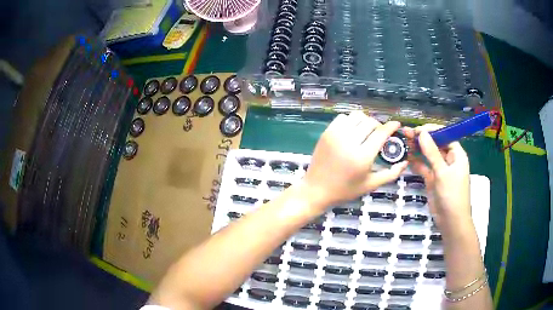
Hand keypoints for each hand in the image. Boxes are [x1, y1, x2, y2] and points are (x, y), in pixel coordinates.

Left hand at [302, 112, 407, 211]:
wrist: (317, 189)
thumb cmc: (345, 190)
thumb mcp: (371, 184)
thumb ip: (391, 173)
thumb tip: (405, 163)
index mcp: (362, 157)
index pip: (381, 133)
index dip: (391, 126)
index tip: (396, 124)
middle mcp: (349, 142)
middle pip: (370, 122)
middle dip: (378, 126)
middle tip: (379, 135)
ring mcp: (336, 135)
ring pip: (356, 116)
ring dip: (365, 121)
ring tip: (366, 132)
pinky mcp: (326, 133)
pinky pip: (342, 117)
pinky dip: (350, 121)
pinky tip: (352, 131)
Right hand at [403, 125, 471, 228]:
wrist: (451, 221)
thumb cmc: (452, 195)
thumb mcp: (442, 172)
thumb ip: (432, 152)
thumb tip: (422, 133)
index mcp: (457, 154)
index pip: (445, 135)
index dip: (432, 131)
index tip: (417, 130)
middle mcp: (449, 160)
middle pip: (435, 144)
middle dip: (422, 138)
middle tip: (406, 133)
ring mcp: (440, 170)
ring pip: (428, 155)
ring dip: (417, 149)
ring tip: (403, 143)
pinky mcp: (433, 180)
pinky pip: (424, 167)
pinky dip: (416, 163)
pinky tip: (407, 158)